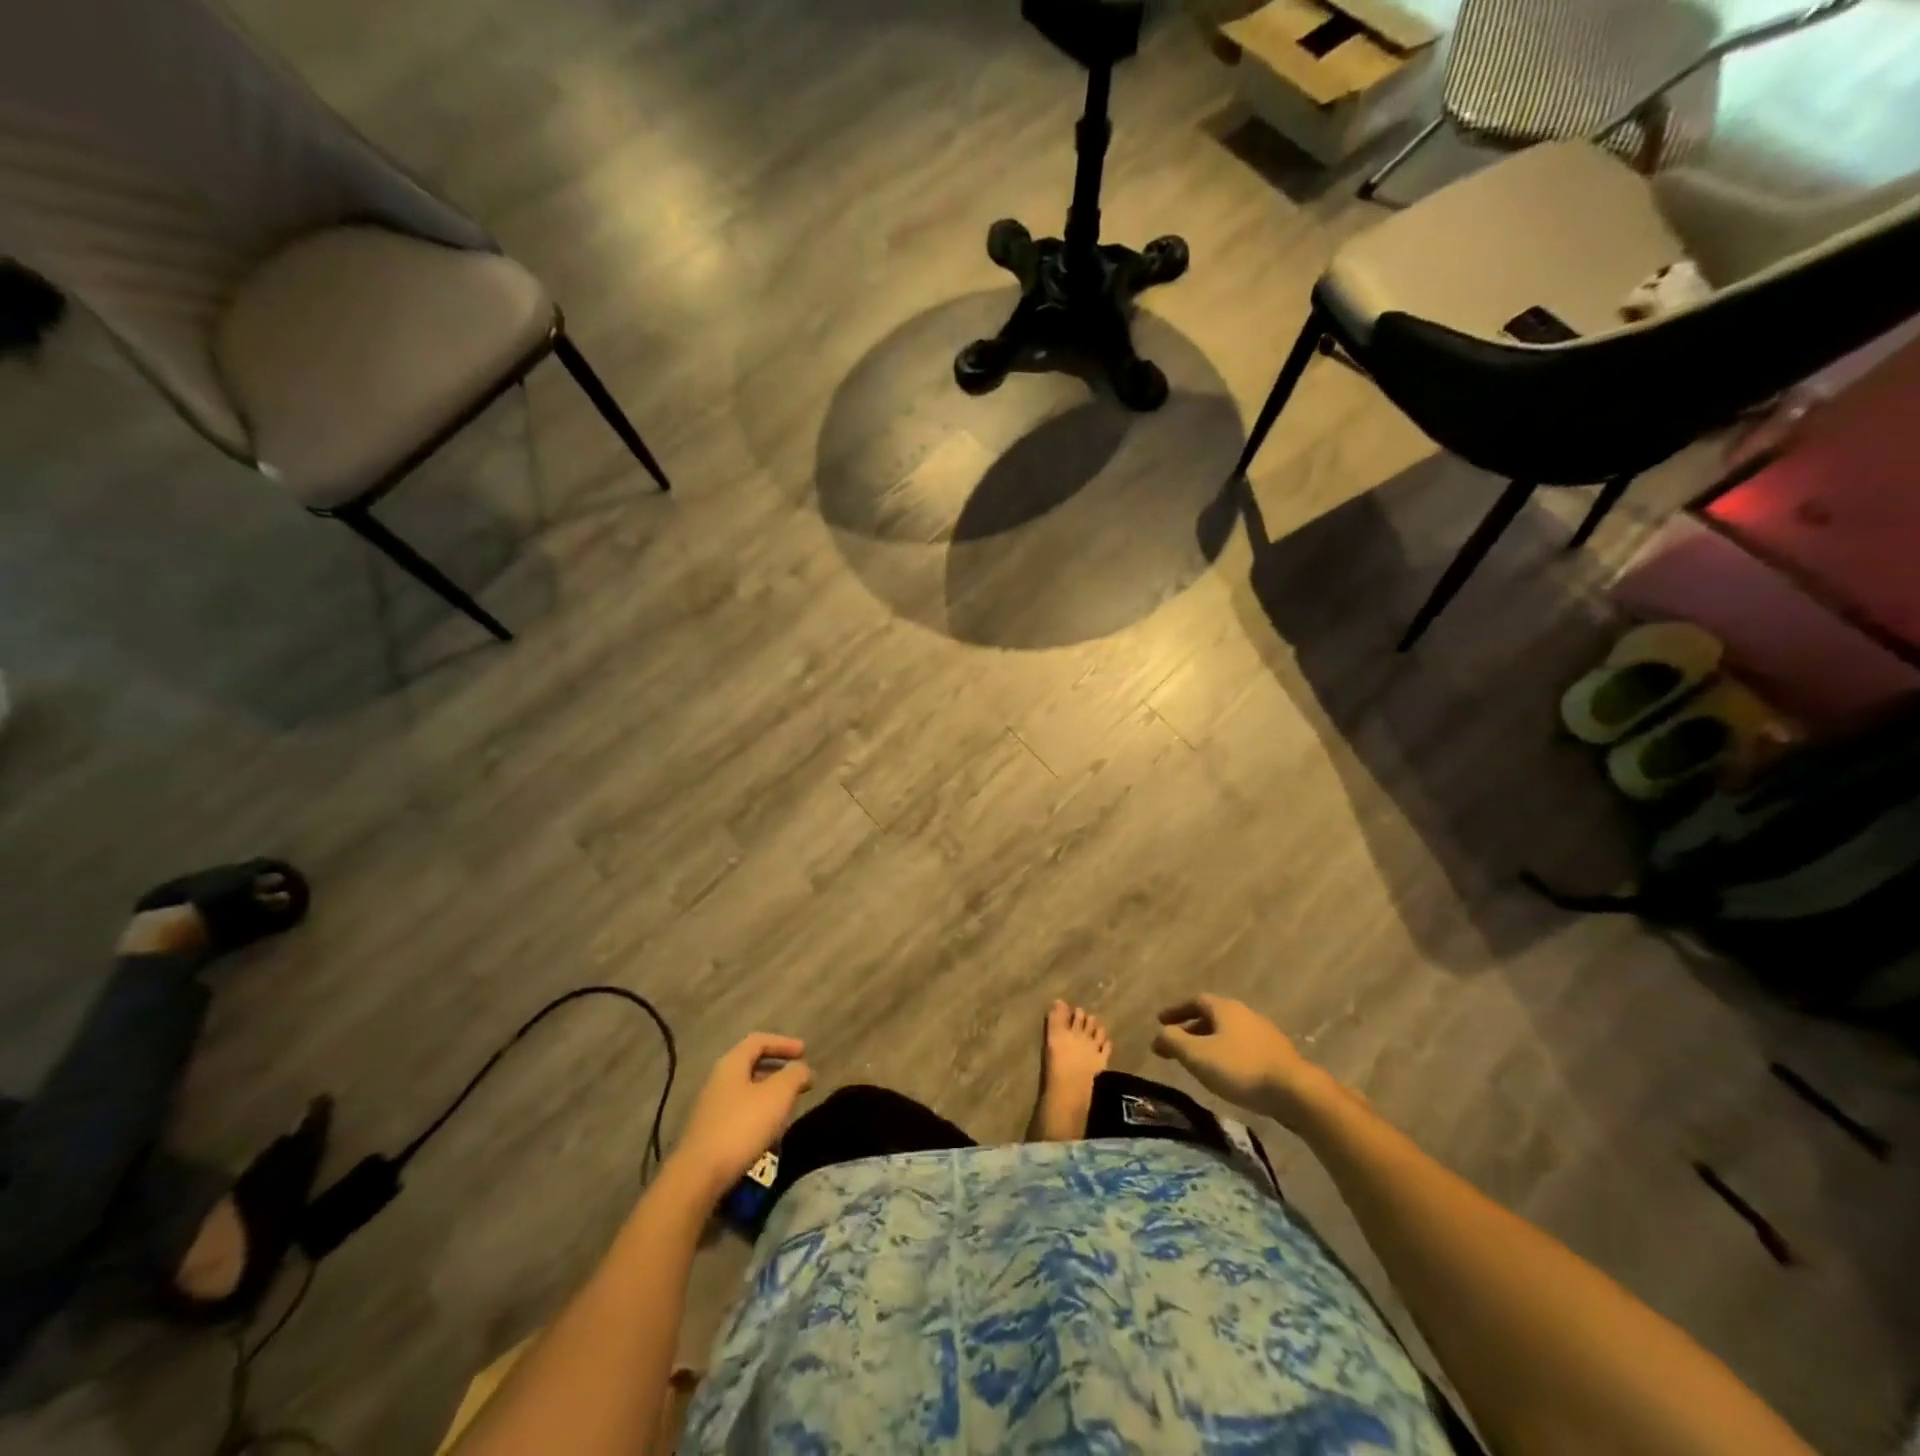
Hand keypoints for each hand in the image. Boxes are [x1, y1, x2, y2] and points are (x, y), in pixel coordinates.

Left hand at [668, 1033, 813, 1196]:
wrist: (698, 1177)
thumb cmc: (742, 1127)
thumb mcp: (778, 1095)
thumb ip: (795, 1075)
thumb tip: (802, 1069)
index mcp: (731, 1064)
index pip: (758, 1041)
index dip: (783, 1043)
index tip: (805, 1052)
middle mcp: (717, 1081)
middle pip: (751, 1065)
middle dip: (778, 1071)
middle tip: (799, 1081)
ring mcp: (710, 1108)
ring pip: (746, 1091)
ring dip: (769, 1095)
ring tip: (788, 1108)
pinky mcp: (709, 1134)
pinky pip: (739, 1114)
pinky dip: (758, 1115)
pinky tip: (769, 1132)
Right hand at [1152, 995, 1328, 1128]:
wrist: (1295, 1092)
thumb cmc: (1240, 1068)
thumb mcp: (1197, 1055)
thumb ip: (1173, 1041)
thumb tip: (1159, 1034)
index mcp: (1225, 1008)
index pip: (1194, 1001)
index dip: (1176, 1010)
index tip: (1160, 1021)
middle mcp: (1245, 1014)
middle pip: (1212, 1016)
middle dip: (1191, 1028)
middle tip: (1175, 1044)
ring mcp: (1264, 1034)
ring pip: (1228, 1033)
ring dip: (1210, 1043)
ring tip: (1198, 1061)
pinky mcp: (1277, 1055)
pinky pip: (1243, 1048)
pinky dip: (1227, 1055)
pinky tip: (1226, 1073)